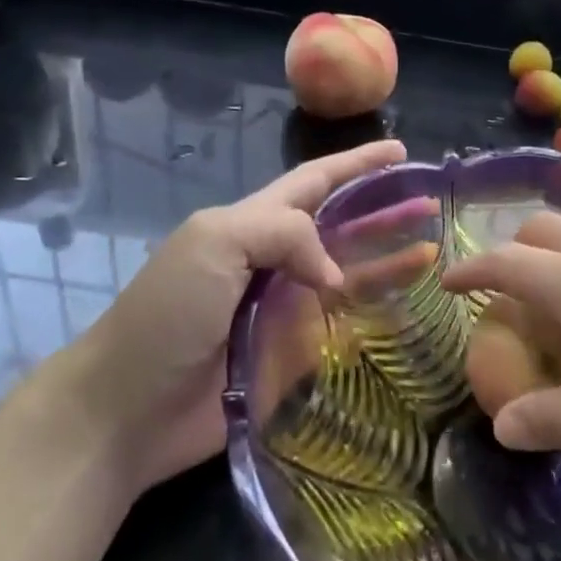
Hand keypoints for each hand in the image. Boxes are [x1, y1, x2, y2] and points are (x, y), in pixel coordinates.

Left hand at [73, 139, 405, 491]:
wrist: (127, 409)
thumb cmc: (169, 314)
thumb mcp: (216, 243)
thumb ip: (283, 234)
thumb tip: (333, 273)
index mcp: (252, 224)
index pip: (315, 183)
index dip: (357, 165)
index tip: (401, 151)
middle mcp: (272, 261)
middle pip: (340, 227)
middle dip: (383, 213)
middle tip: (432, 206)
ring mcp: (282, 310)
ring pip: (348, 277)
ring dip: (388, 264)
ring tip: (433, 255)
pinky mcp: (289, 357)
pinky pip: (339, 329)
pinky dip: (372, 318)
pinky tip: (406, 313)